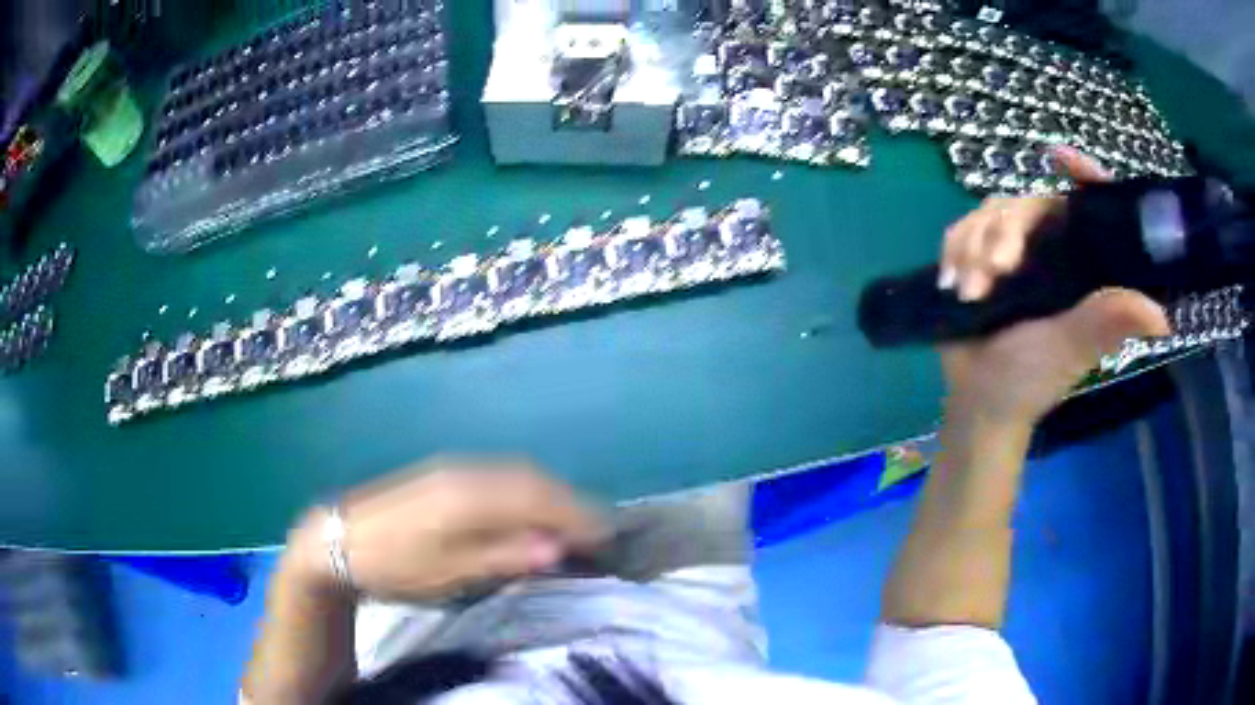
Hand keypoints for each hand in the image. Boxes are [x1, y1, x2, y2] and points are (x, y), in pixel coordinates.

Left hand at [287, 459, 606, 600]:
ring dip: (550, 494)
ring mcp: (453, 469)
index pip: (540, 497)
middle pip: (533, 479)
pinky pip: (499, 475)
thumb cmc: (394, 565)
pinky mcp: (443, 475)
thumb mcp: (447, 573)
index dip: (578, 514)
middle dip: (570, 501)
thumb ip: (503, 556)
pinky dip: (525, 491)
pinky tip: (529, 509)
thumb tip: (558, 546)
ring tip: (572, 521)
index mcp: (470, 496)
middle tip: (599, 530)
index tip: (609, 535)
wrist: (337, 540)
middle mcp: (467, 472)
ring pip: (517, 473)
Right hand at [937, 147, 1169, 424]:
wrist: (978, 400)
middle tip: (994, 273)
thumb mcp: (1071, 348)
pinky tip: (952, 281)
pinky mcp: (979, 259)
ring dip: (973, 247)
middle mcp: (1050, 250)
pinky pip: (963, 229)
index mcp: (1080, 264)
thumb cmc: (1030, 380)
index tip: (1061, 158)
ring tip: (969, 292)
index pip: (1087, 205)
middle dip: (1004, 232)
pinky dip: (955, 249)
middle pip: (1026, 204)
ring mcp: (1012, 254)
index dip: (1082, 175)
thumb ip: (1106, 323)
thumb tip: (1162, 317)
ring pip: (990, 213)